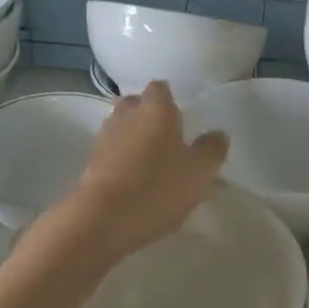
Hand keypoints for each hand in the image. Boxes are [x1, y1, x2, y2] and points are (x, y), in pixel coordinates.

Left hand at [61, 81, 227, 259]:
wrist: (103, 219)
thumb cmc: (158, 186)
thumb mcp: (199, 171)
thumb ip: (212, 149)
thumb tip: (218, 134)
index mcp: (154, 108)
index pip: (160, 88)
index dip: (171, 100)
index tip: (183, 119)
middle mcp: (125, 116)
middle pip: (135, 105)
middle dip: (148, 117)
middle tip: (168, 139)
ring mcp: (103, 139)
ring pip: (121, 129)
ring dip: (134, 140)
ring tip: (153, 164)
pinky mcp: (90, 165)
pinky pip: (111, 154)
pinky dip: (122, 161)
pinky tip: (135, 182)